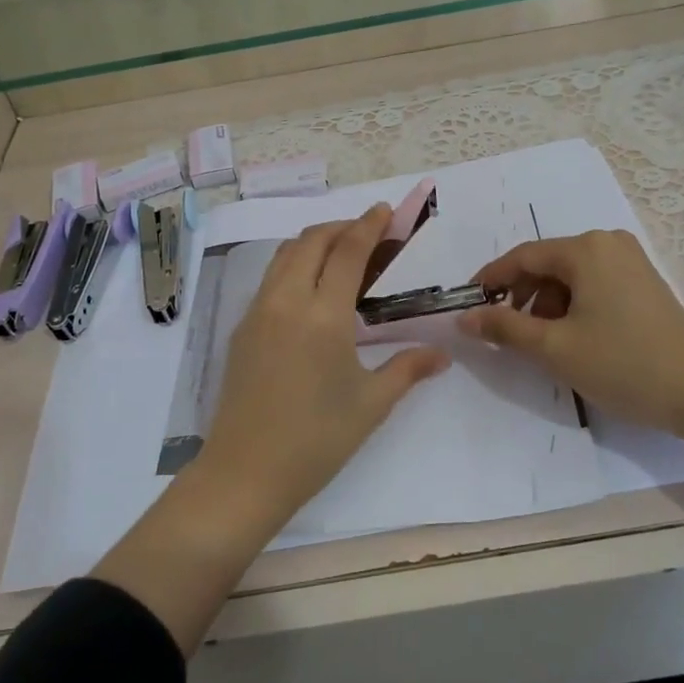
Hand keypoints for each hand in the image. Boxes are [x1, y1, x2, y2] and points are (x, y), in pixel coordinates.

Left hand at [192, 204, 450, 536]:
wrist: (245, 472)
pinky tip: (310, 289)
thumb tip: (442, 354)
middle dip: (341, 227)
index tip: (385, 210)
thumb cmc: (316, 440)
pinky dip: (294, 264)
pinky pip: (270, 278)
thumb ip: (408, 368)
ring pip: (285, 255)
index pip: (348, 252)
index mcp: (323, 316)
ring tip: (340, 253)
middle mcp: (286, 301)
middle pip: (311, 241)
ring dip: (314, 242)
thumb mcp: (371, 404)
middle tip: (368, 232)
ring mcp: (257, 312)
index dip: (368, 225)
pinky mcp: (241, 328)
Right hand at [461, 229, 683, 444]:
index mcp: (585, 249)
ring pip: (569, 276)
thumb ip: (504, 327)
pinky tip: (572, 338)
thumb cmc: (624, 364)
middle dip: (520, 296)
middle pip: (546, 264)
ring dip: (546, 304)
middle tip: (504, 332)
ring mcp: (630, 261)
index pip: (522, 257)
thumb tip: (464, 317)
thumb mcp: (555, 348)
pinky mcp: (643, 282)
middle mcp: (607, 243)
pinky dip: (572, 306)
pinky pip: (592, 284)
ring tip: (542, 343)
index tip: (468, 304)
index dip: (490, 280)